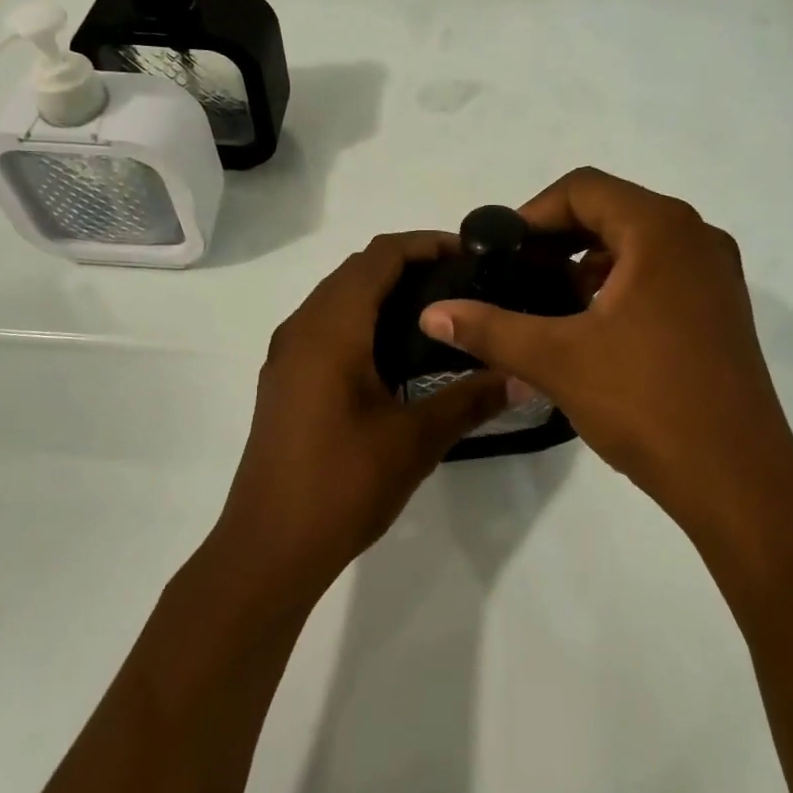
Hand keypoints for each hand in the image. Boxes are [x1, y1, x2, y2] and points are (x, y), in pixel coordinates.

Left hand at [216, 232, 510, 599]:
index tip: (472, 255)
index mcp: (331, 329)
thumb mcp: (415, 441)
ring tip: (437, 315)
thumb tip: (524, 377)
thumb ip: (470, 399)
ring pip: (337, 298)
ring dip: (382, 292)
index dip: (426, 244)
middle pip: (356, 270)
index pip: (379, 257)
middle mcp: (301, 328)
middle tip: (463, 284)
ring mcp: (287, 356)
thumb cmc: (342, 485)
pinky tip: (395, 355)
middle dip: (409, 265)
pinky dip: (361, 319)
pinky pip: (325, 326)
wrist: (269, 548)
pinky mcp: (284, 381)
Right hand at [419, 168, 792, 545]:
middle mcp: (696, 237)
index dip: (533, 212)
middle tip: (517, 276)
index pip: (584, 188)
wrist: (736, 477)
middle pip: (612, 211)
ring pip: (638, 244)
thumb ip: (490, 329)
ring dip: (589, 262)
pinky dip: (620, 284)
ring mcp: (716, 275)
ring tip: (550, 305)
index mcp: (661, 230)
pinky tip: (593, 329)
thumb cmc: (647, 402)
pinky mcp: (721, 309)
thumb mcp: (557, 360)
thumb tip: (432, 313)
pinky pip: (661, 273)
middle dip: (558, 239)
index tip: (501, 252)